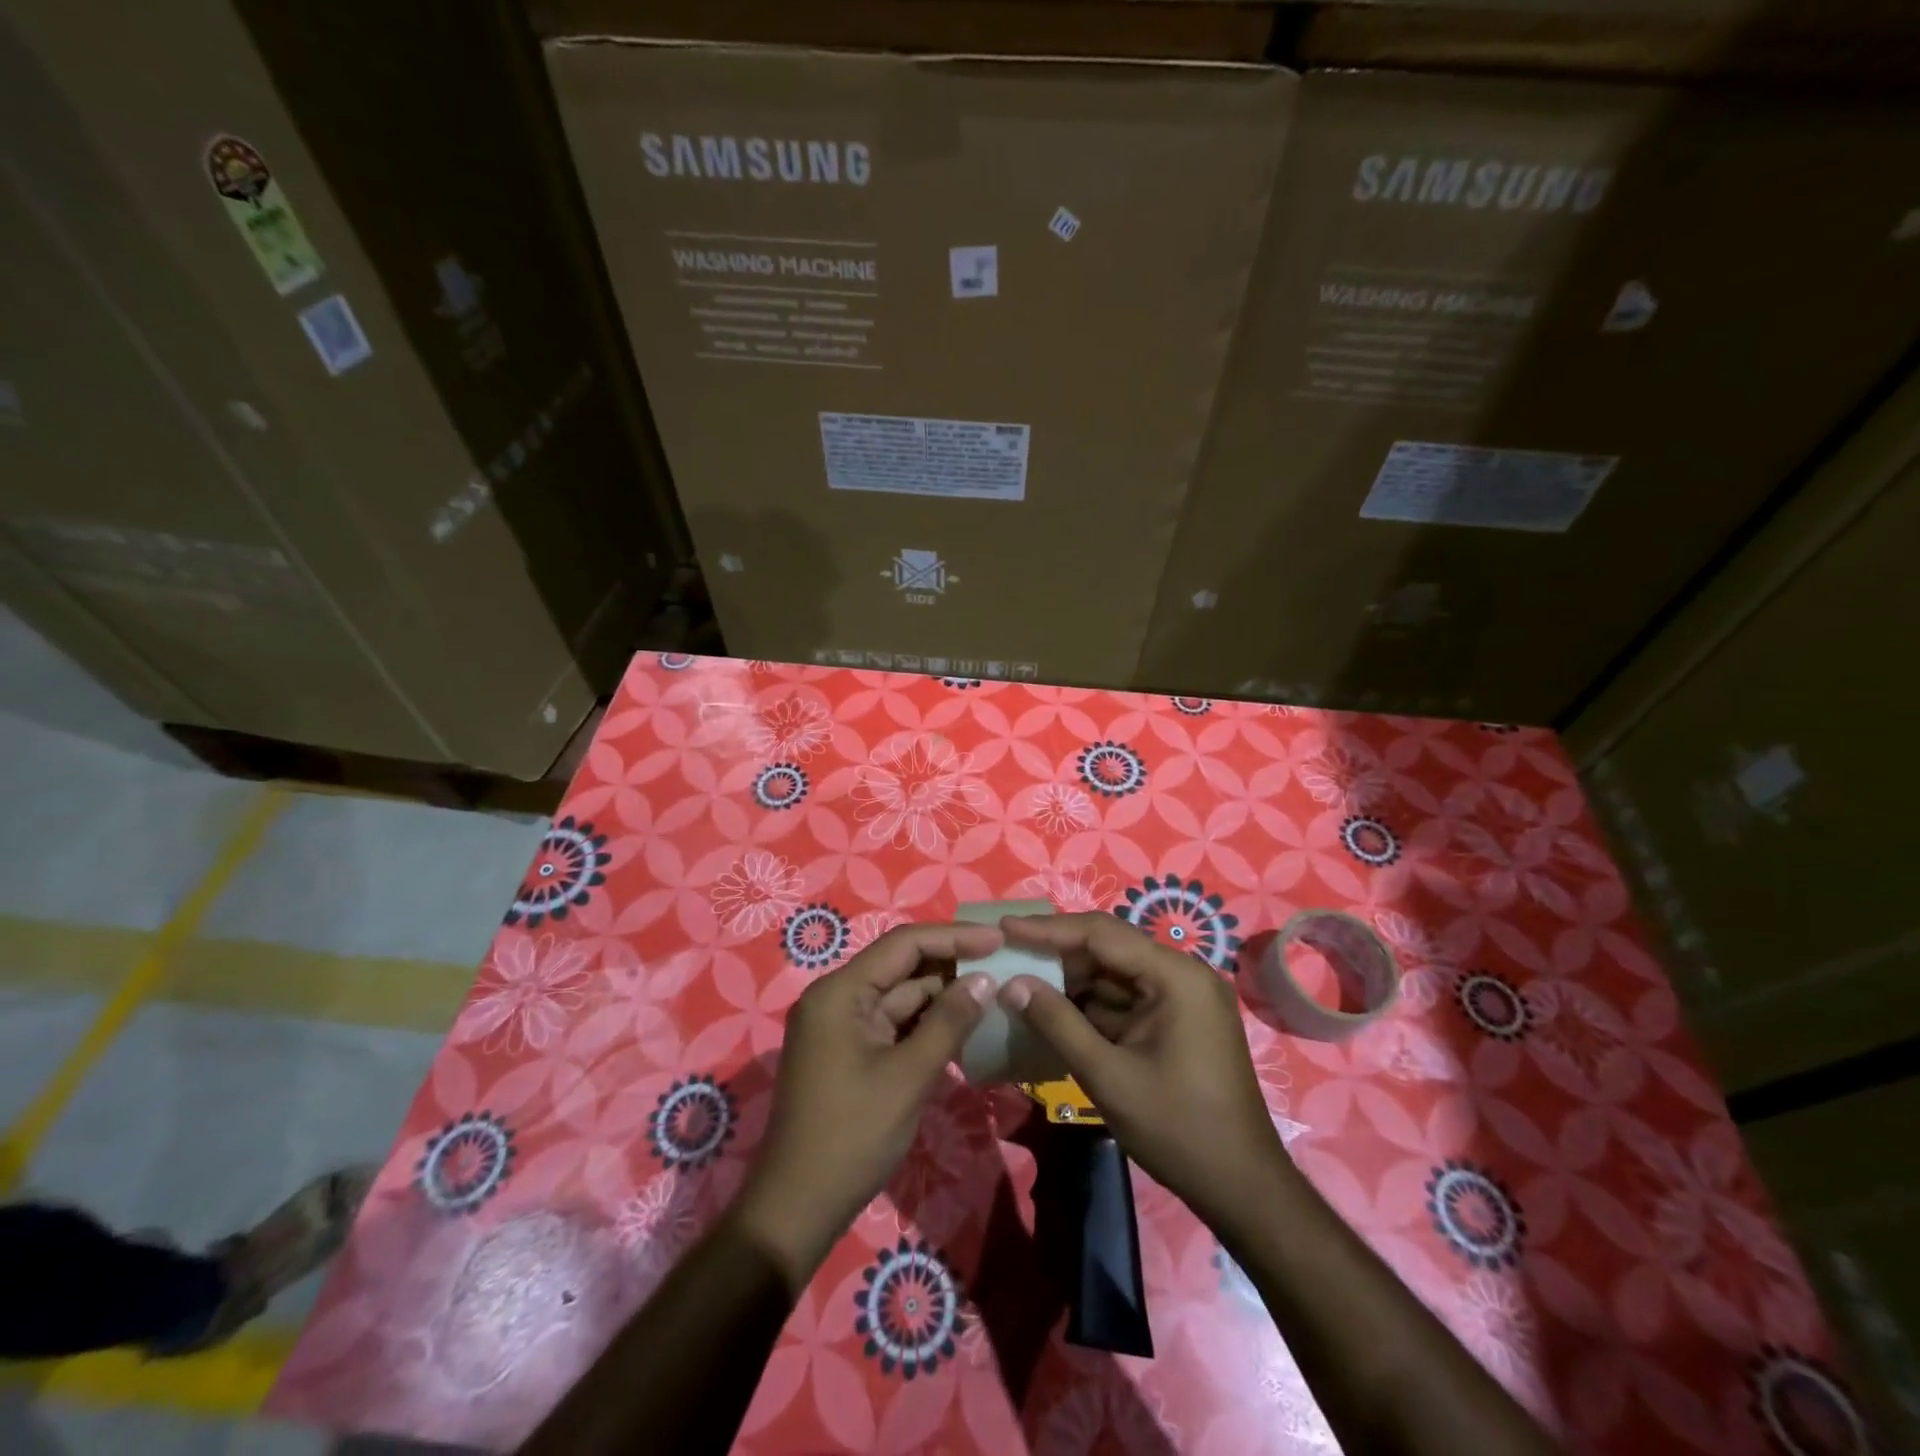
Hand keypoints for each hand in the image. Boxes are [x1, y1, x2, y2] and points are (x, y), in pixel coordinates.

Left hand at [735, 922, 999, 1282]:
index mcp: (841, 992)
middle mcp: (837, 998)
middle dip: (952, 965)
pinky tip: (964, 1026)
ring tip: (993, 993)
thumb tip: (985, 980)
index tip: (999, 939)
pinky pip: (894, 1024)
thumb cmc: (852, 1136)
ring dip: (943, 996)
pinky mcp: (850, 1052)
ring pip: (901, 996)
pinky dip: (927, 1024)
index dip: (954, 937)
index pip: (904, 944)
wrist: (797, 1208)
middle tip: (1003, 965)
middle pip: (902, 966)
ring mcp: (842, 1026)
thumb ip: (948, 1022)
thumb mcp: (908, 1077)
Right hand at [998, 913, 1292, 1229]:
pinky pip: (1125, 998)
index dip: (1049, 929)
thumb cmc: (1178, 1130)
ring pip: (1114, 973)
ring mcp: (1182, 997)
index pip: (1102, 933)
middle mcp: (1182, 974)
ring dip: (1071, 979)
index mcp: (1176, 976)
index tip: (1004, 928)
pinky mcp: (1177, 1019)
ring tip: (1020, 978)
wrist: (1242, 1188)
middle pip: (1109, 947)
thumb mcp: (1109, 1076)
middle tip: (1007, 952)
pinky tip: (1052, 1009)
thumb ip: (1058, 1023)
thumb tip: (1012, 984)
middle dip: (1057, 952)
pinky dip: (1090, 1003)